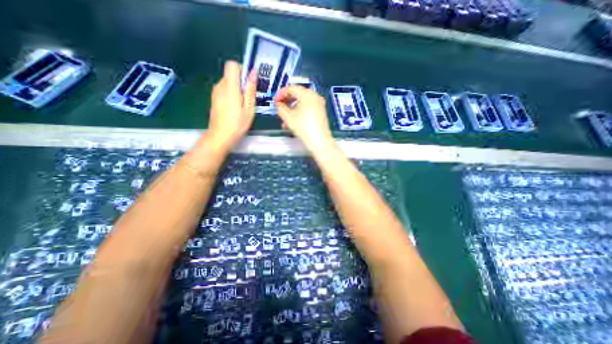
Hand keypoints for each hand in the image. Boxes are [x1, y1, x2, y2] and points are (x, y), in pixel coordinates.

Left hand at [204, 60, 253, 151]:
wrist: (220, 136)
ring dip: (237, 89)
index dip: (242, 69)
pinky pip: (225, 90)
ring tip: (244, 105)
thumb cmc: (237, 123)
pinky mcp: (214, 98)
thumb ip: (250, 89)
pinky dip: (232, 94)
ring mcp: (215, 92)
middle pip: (231, 74)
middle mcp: (220, 85)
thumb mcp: (249, 108)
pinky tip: (236, 108)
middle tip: (250, 98)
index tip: (249, 82)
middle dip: (242, 82)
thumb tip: (253, 72)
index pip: (232, 65)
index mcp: (230, 86)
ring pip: (228, 83)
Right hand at [276, 85, 333, 152]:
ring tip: (285, 121)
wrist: (319, 141)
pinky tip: (294, 122)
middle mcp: (315, 96)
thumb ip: (281, 108)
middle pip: (297, 95)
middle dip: (286, 103)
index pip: (291, 88)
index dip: (280, 94)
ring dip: (292, 110)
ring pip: (301, 103)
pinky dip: (299, 113)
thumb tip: (279, 105)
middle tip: (279, 110)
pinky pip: (307, 108)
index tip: (275, 102)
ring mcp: (319, 104)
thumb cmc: (303, 127)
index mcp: (307, 94)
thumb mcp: (288, 117)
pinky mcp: (321, 112)